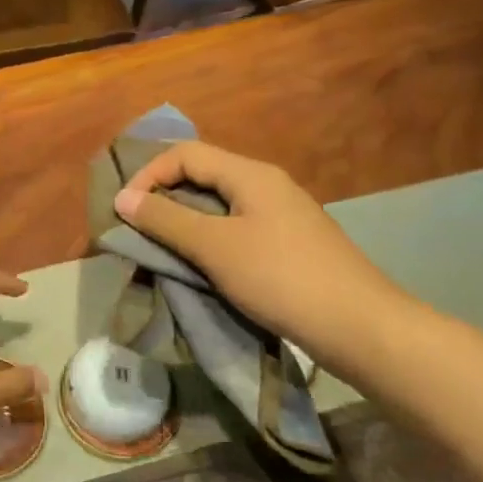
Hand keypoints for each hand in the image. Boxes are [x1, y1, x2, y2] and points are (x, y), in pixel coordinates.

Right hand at [114, 141, 407, 359]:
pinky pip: (236, 227)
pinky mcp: (288, 243)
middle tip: (137, 227)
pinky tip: (200, 263)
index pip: (185, 154)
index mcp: (251, 175)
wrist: (359, 327)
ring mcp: (281, 215)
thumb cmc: (281, 278)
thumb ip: (166, 220)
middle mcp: (267, 185)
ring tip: (161, 246)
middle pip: (202, 175)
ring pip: (218, 204)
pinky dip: (208, 238)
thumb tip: (123, 199)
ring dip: (184, 219)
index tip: (125, 210)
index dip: (148, 174)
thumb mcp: (214, 247)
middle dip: (163, 196)